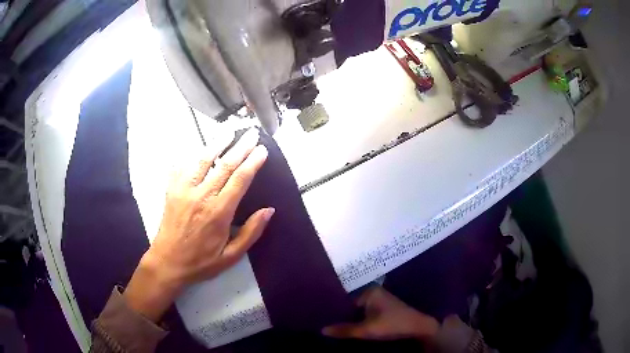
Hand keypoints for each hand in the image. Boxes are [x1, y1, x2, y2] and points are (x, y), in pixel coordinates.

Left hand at [123, 128, 273, 321]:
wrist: (168, 262)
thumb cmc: (201, 261)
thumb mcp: (232, 256)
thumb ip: (251, 232)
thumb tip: (269, 210)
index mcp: (219, 212)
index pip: (240, 180)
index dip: (253, 162)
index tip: (262, 150)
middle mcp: (202, 196)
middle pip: (225, 165)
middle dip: (241, 147)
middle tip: (252, 134)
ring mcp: (184, 190)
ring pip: (203, 160)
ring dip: (217, 143)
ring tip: (228, 132)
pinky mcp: (172, 189)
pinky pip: (182, 166)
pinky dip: (192, 154)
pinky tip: (199, 148)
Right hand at [323, 286, 438, 341]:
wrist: (418, 327)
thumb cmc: (392, 324)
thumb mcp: (366, 330)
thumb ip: (344, 330)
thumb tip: (322, 330)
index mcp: (369, 291)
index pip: (345, 301)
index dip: (335, 312)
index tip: (323, 320)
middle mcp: (374, 292)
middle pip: (352, 306)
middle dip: (343, 317)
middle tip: (328, 326)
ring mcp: (380, 300)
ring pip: (359, 311)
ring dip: (352, 320)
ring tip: (337, 328)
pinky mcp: (385, 309)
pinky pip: (367, 314)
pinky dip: (361, 321)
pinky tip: (353, 329)